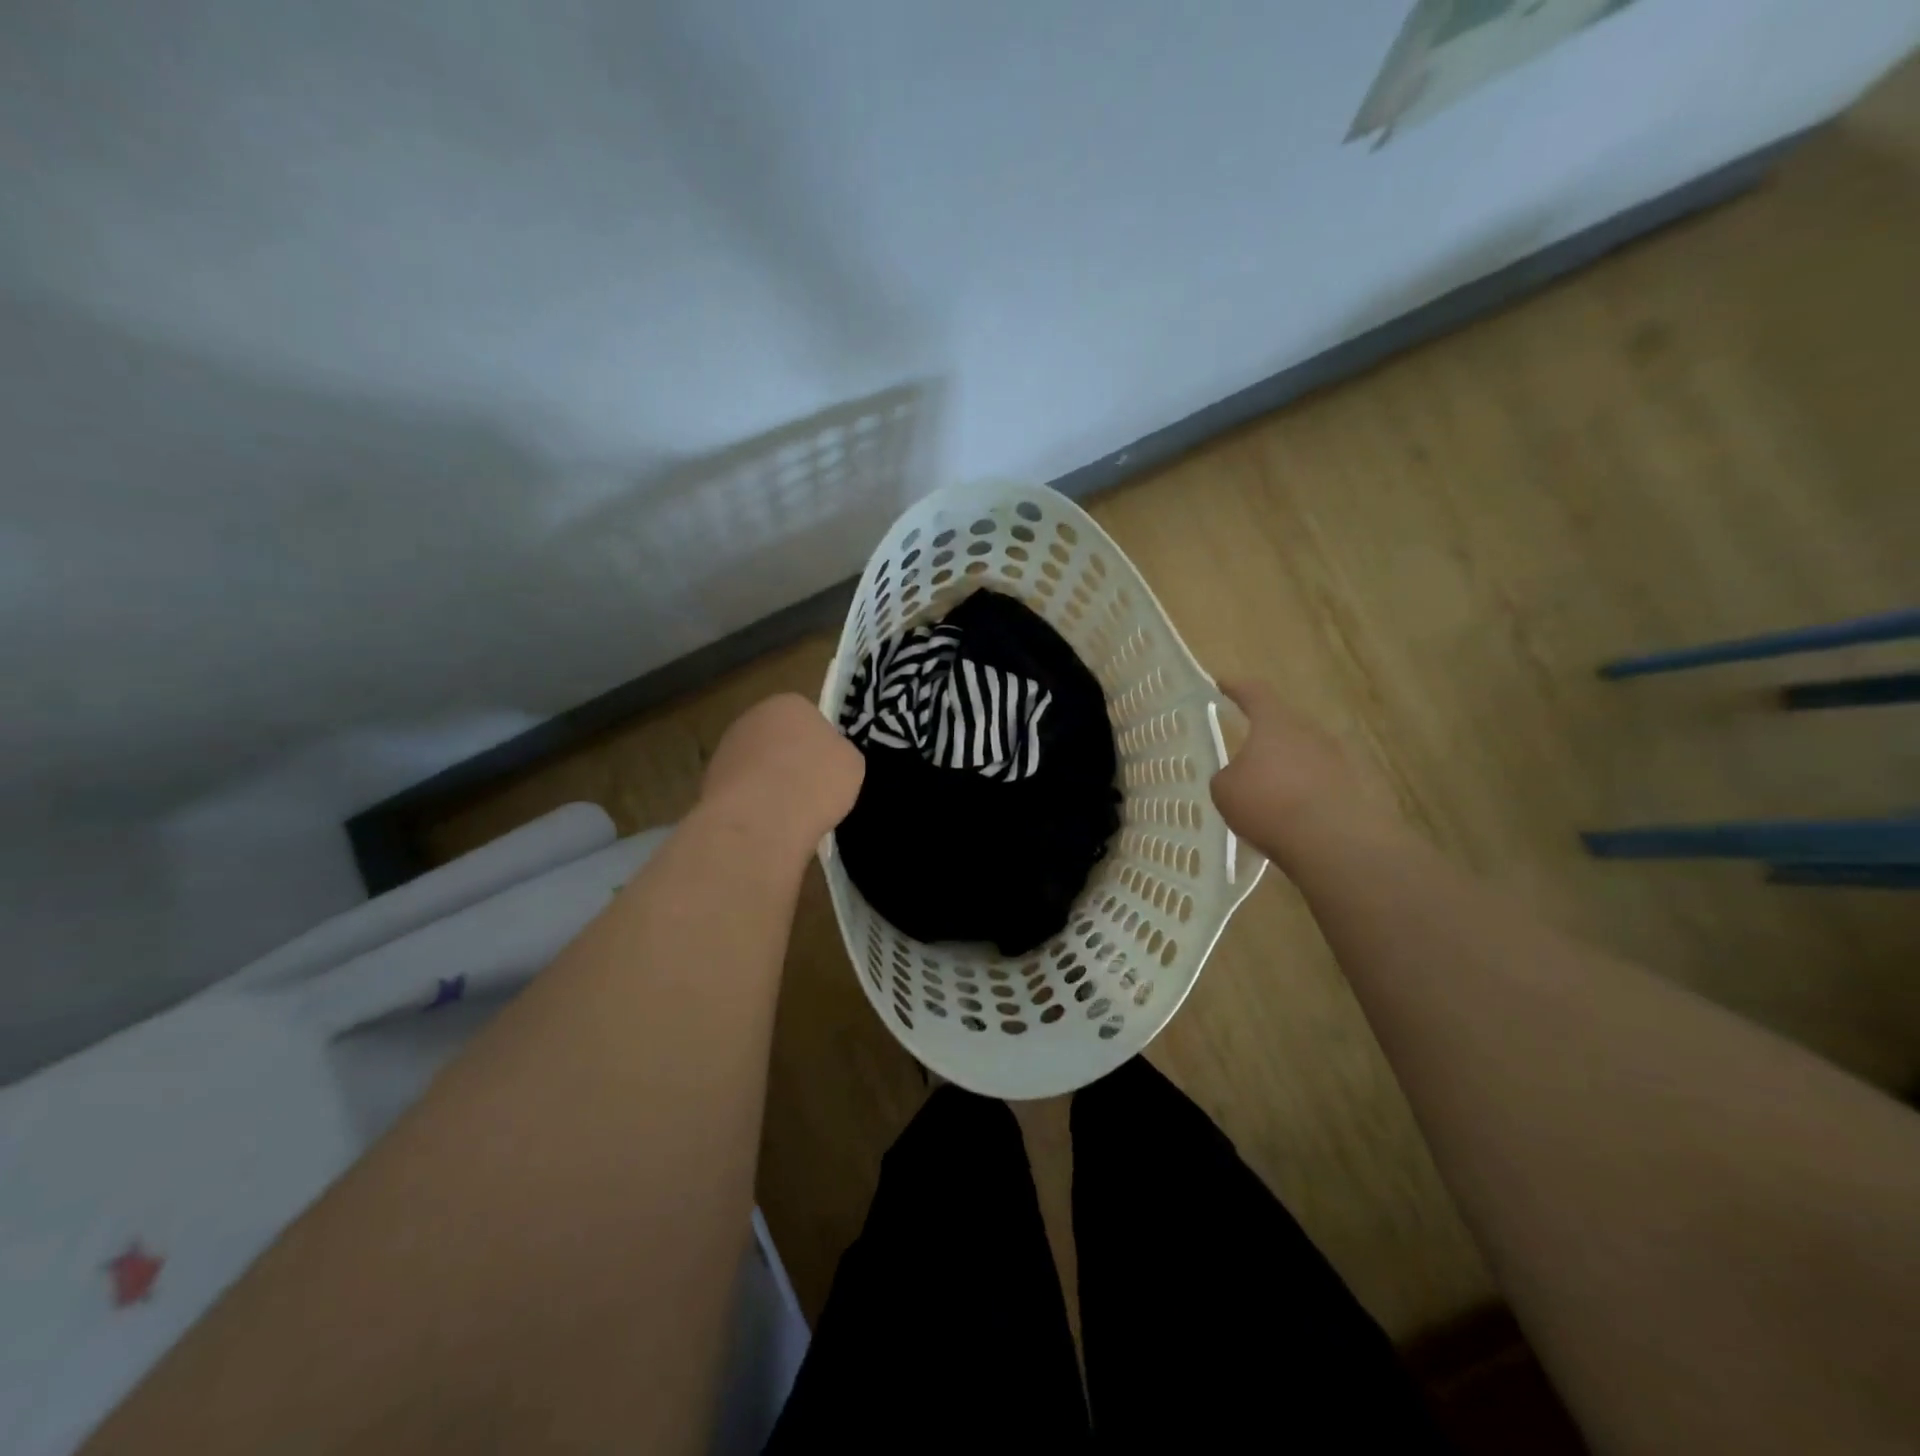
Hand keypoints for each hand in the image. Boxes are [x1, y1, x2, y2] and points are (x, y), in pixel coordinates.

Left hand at [699, 694, 865, 856]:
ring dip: (769, 782)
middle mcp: (753, 717)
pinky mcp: (709, 781)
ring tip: (788, 812)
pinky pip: (742, 790)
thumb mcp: (851, 764)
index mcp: (790, 703)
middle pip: (780, 739)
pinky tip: (765, 822)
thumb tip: (827, 759)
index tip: (829, 771)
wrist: (761, 820)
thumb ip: (838, 753)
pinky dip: (752, 803)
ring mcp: (727, 748)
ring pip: (758, 765)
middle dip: (792, 761)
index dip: (822, 746)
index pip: (810, 718)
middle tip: (810, 790)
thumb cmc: (815, 781)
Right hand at [1209, 680, 1397, 863]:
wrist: (1332, 841)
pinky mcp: (1353, 786)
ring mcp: (1337, 758)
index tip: (1223, 683)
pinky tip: (1291, 813)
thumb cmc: (1268, 804)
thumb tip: (1237, 776)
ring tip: (1269, 789)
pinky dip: (1304, 790)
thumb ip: (1227, 776)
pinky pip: (1320, 780)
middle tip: (1247, 751)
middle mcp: (1309, 731)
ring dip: (1286, 766)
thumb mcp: (1225, 790)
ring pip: (1304, 753)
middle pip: (1284, 724)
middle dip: (1265, 736)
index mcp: (1275, 723)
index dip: (1237, 687)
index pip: (1254, 693)